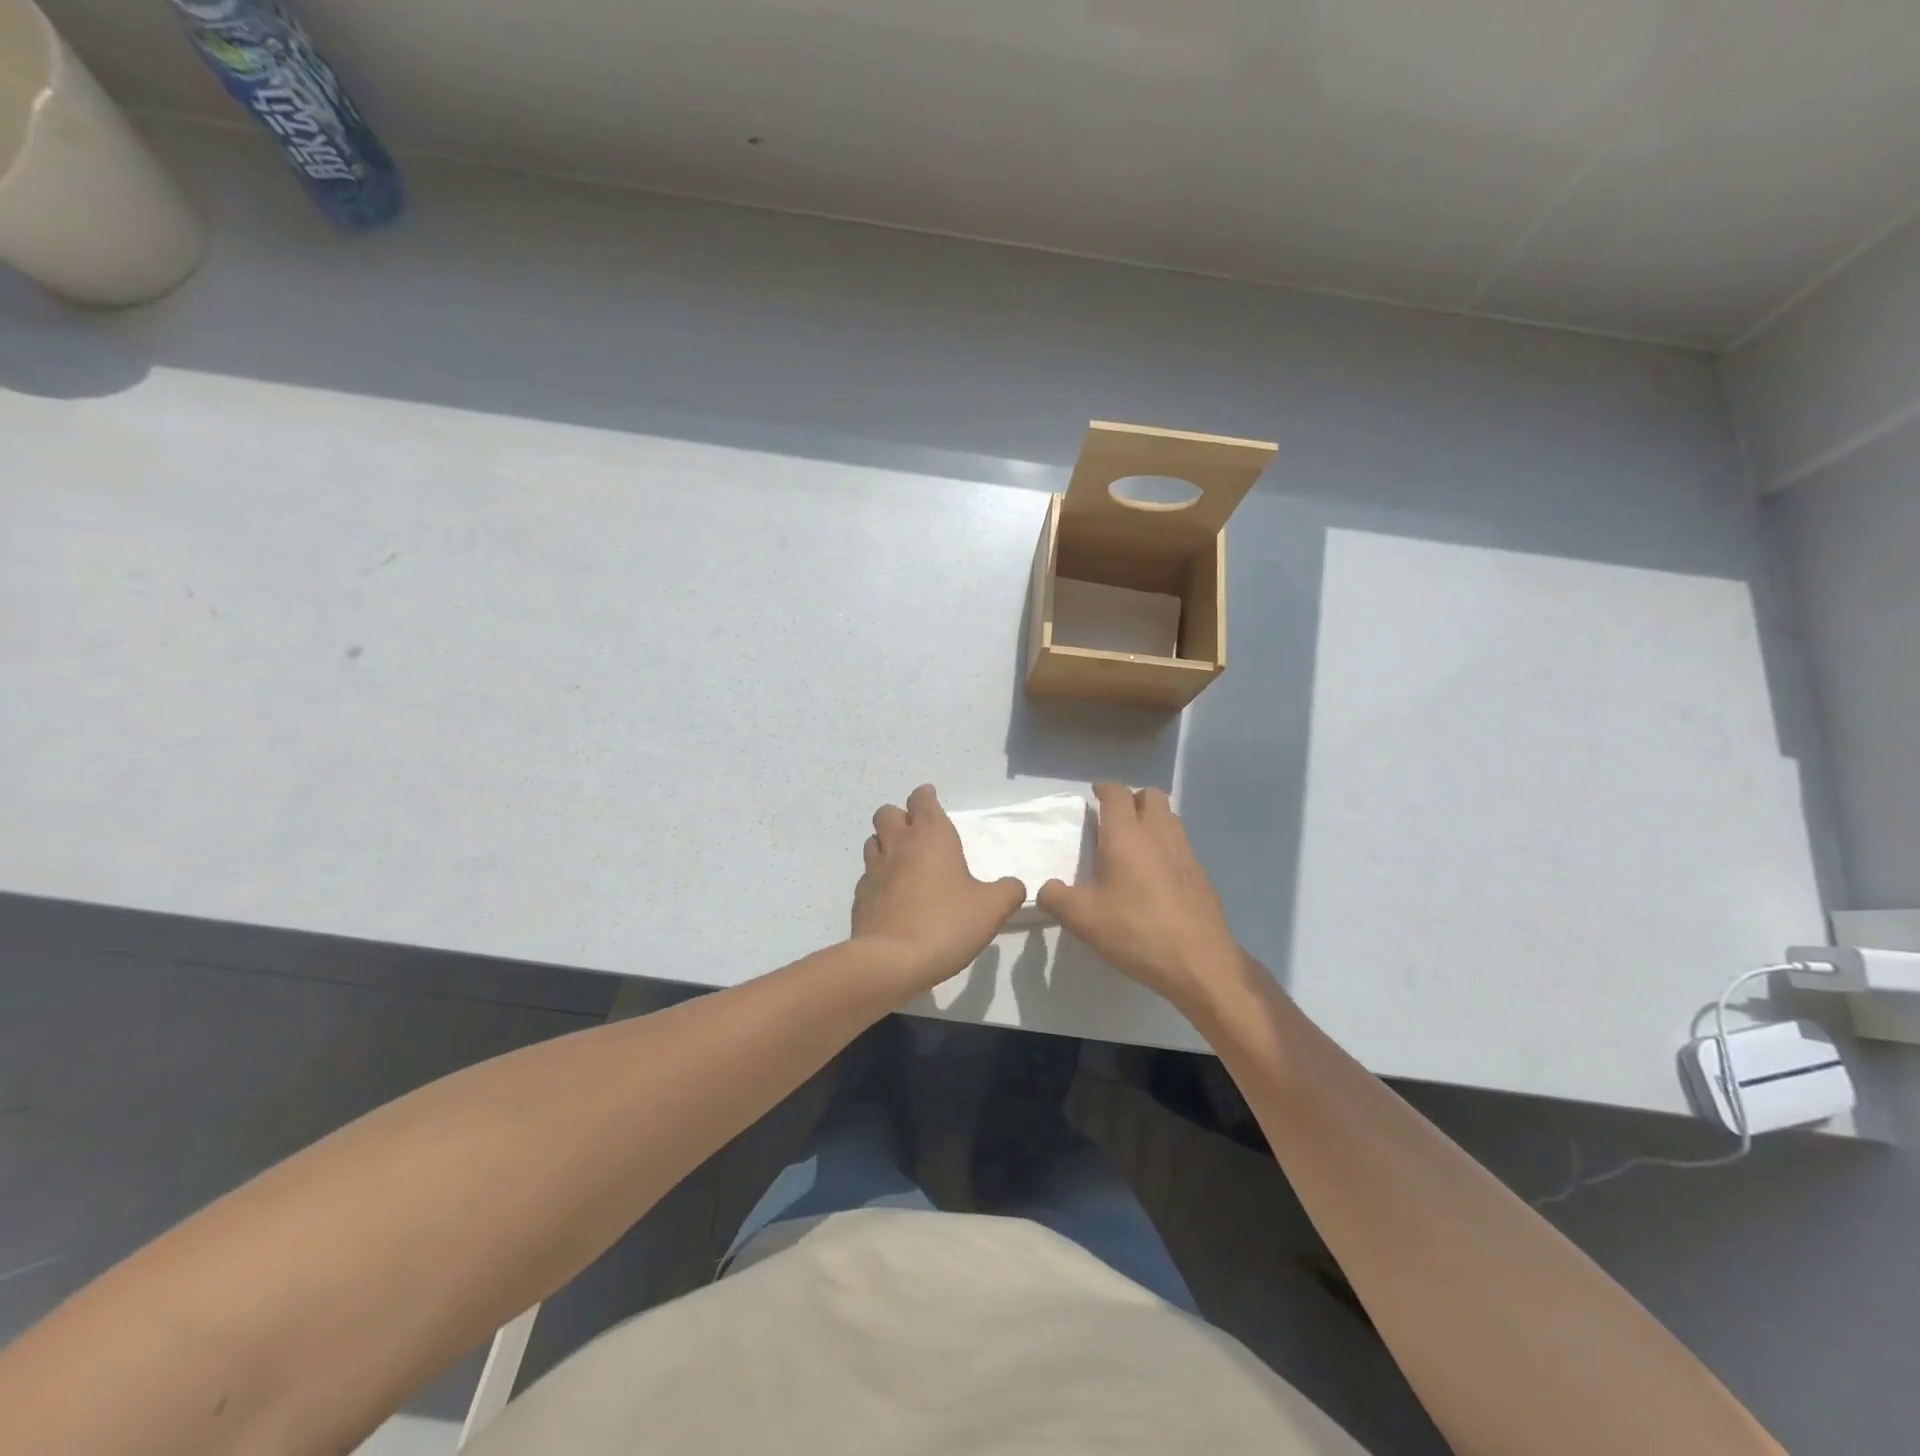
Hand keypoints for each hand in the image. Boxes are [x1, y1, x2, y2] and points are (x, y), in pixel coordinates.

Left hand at [851, 784, 1025, 996]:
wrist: (891, 961)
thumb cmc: (946, 923)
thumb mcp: (991, 909)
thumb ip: (1008, 892)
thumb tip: (1014, 885)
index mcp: (931, 836)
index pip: (922, 800)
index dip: (926, 796)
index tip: (931, 799)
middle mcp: (898, 845)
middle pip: (887, 813)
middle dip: (900, 816)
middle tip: (916, 832)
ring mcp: (874, 870)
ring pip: (873, 841)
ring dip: (886, 844)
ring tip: (903, 861)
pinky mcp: (860, 897)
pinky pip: (867, 876)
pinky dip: (878, 878)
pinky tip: (892, 896)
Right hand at [1038, 782, 1249, 1015]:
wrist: (1199, 963)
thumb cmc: (1136, 931)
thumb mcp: (1082, 919)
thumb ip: (1056, 898)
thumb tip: (1046, 889)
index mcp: (1127, 835)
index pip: (1117, 794)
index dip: (1104, 789)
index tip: (1093, 795)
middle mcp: (1159, 834)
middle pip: (1150, 796)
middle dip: (1132, 799)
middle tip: (1114, 819)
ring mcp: (1185, 852)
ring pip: (1169, 817)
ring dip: (1151, 819)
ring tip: (1133, 844)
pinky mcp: (1200, 874)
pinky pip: (1180, 844)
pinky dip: (1165, 845)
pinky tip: (1154, 875)